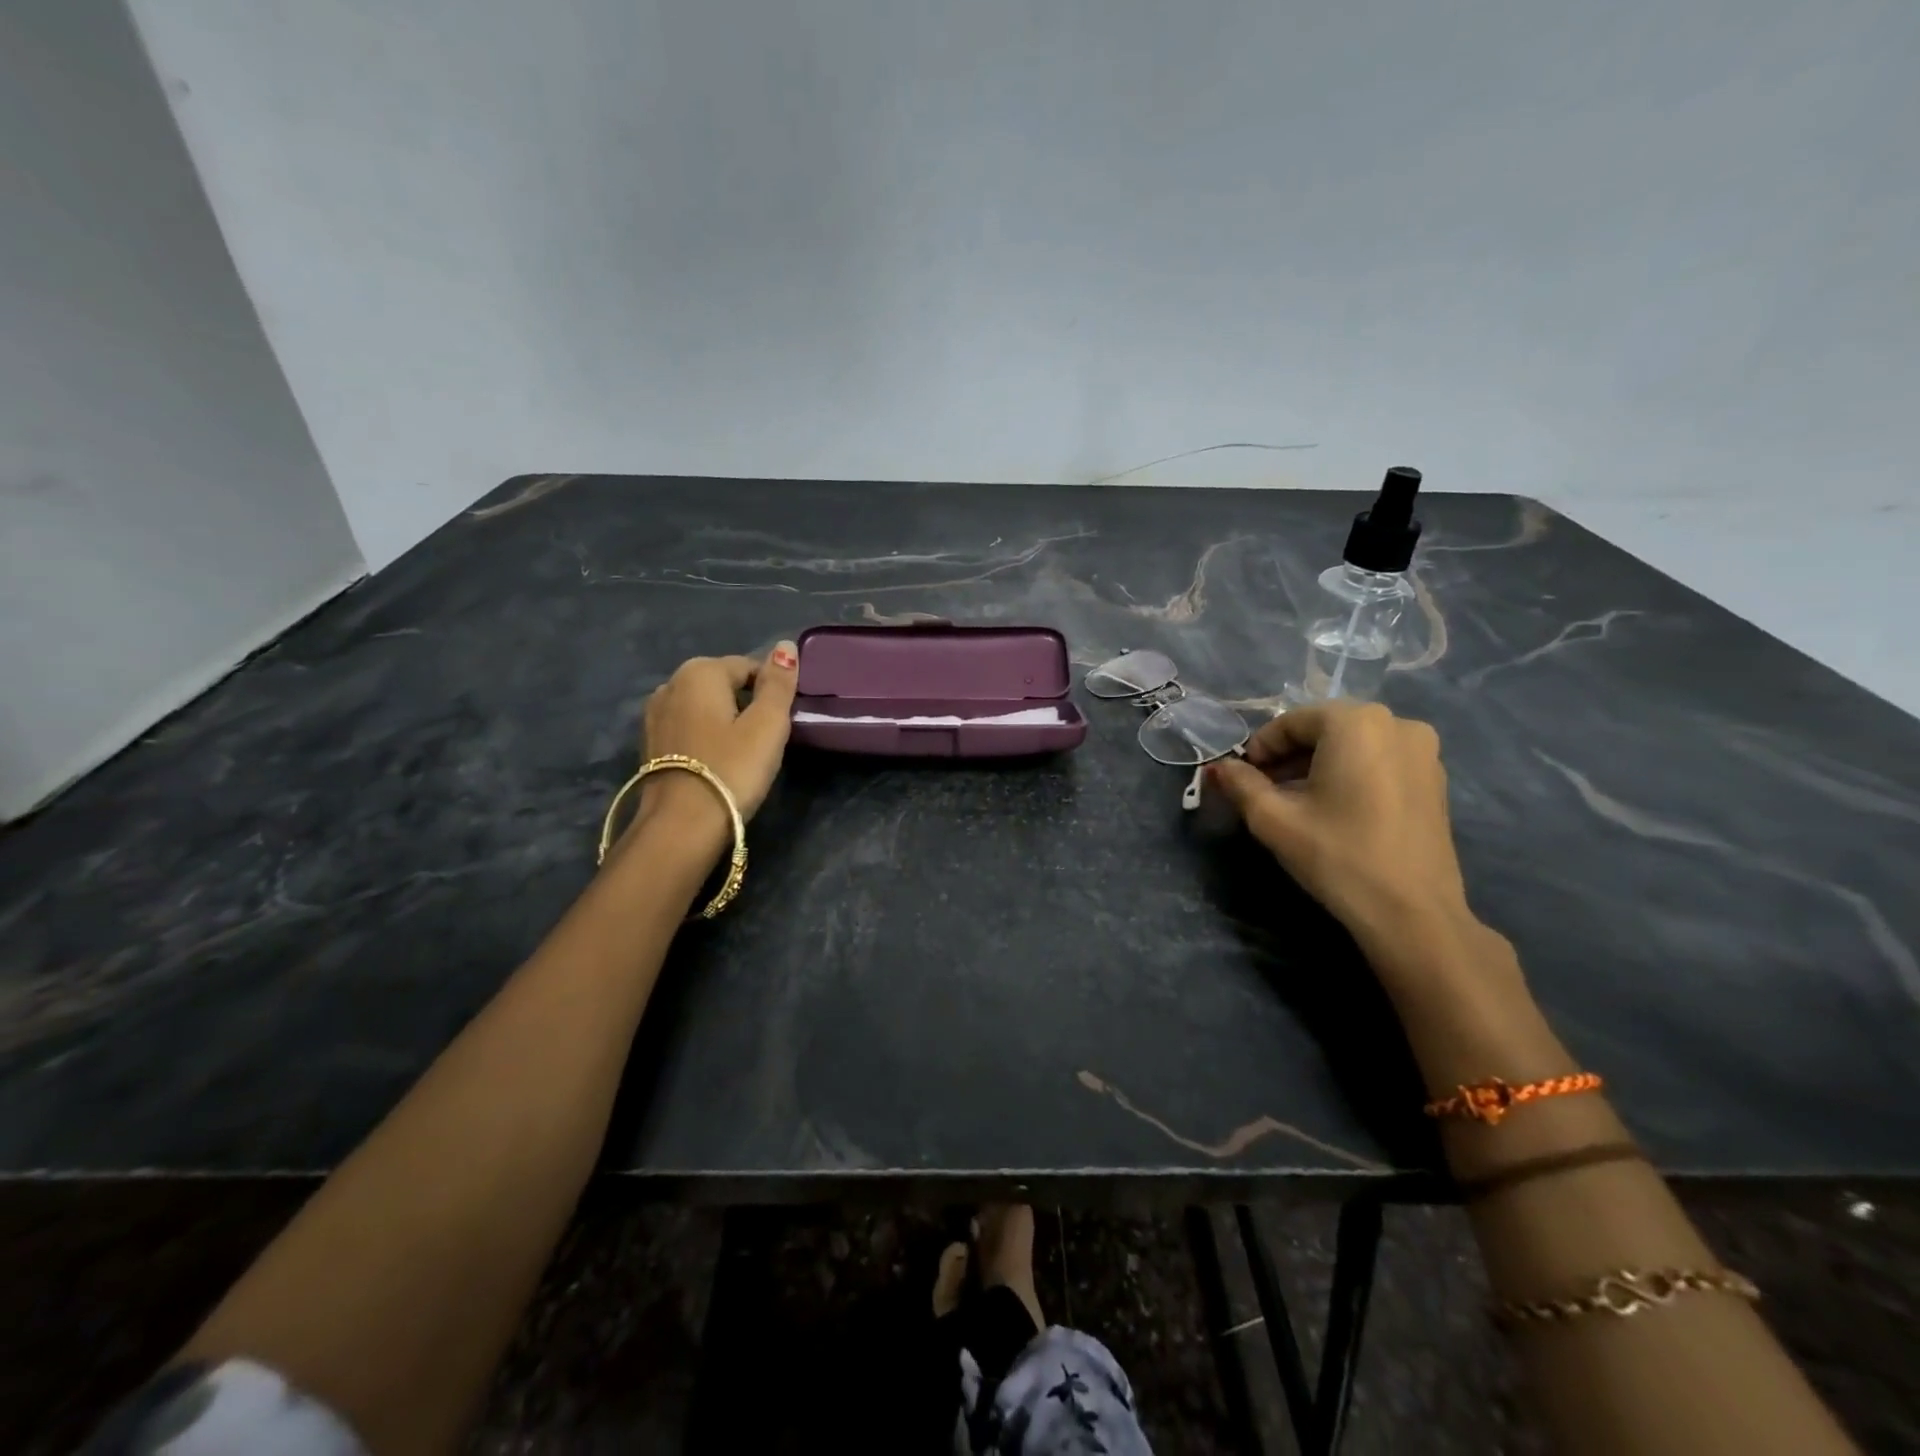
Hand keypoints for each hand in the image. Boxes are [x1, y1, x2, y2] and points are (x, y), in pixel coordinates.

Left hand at [631, 643, 799, 843]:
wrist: (681, 826)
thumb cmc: (732, 769)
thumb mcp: (768, 724)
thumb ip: (778, 683)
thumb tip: (785, 645)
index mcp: (700, 672)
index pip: (749, 666)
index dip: (771, 690)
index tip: (782, 721)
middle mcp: (670, 684)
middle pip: (723, 684)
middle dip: (746, 703)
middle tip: (765, 739)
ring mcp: (654, 715)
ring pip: (704, 707)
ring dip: (724, 721)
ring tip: (742, 752)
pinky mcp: (649, 744)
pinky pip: (688, 728)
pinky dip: (705, 737)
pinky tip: (717, 761)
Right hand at [1207, 701, 1471, 939]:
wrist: (1412, 913)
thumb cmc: (1337, 855)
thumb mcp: (1273, 819)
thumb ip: (1240, 784)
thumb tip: (1218, 767)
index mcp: (1355, 722)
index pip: (1291, 722)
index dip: (1260, 748)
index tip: (1242, 778)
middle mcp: (1396, 723)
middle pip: (1324, 729)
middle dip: (1289, 756)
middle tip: (1264, 789)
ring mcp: (1424, 751)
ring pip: (1352, 745)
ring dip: (1318, 764)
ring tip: (1296, 801)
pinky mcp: (1435, 779)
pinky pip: (1379, 761)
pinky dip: (1350, 774)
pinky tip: (1334, 808)